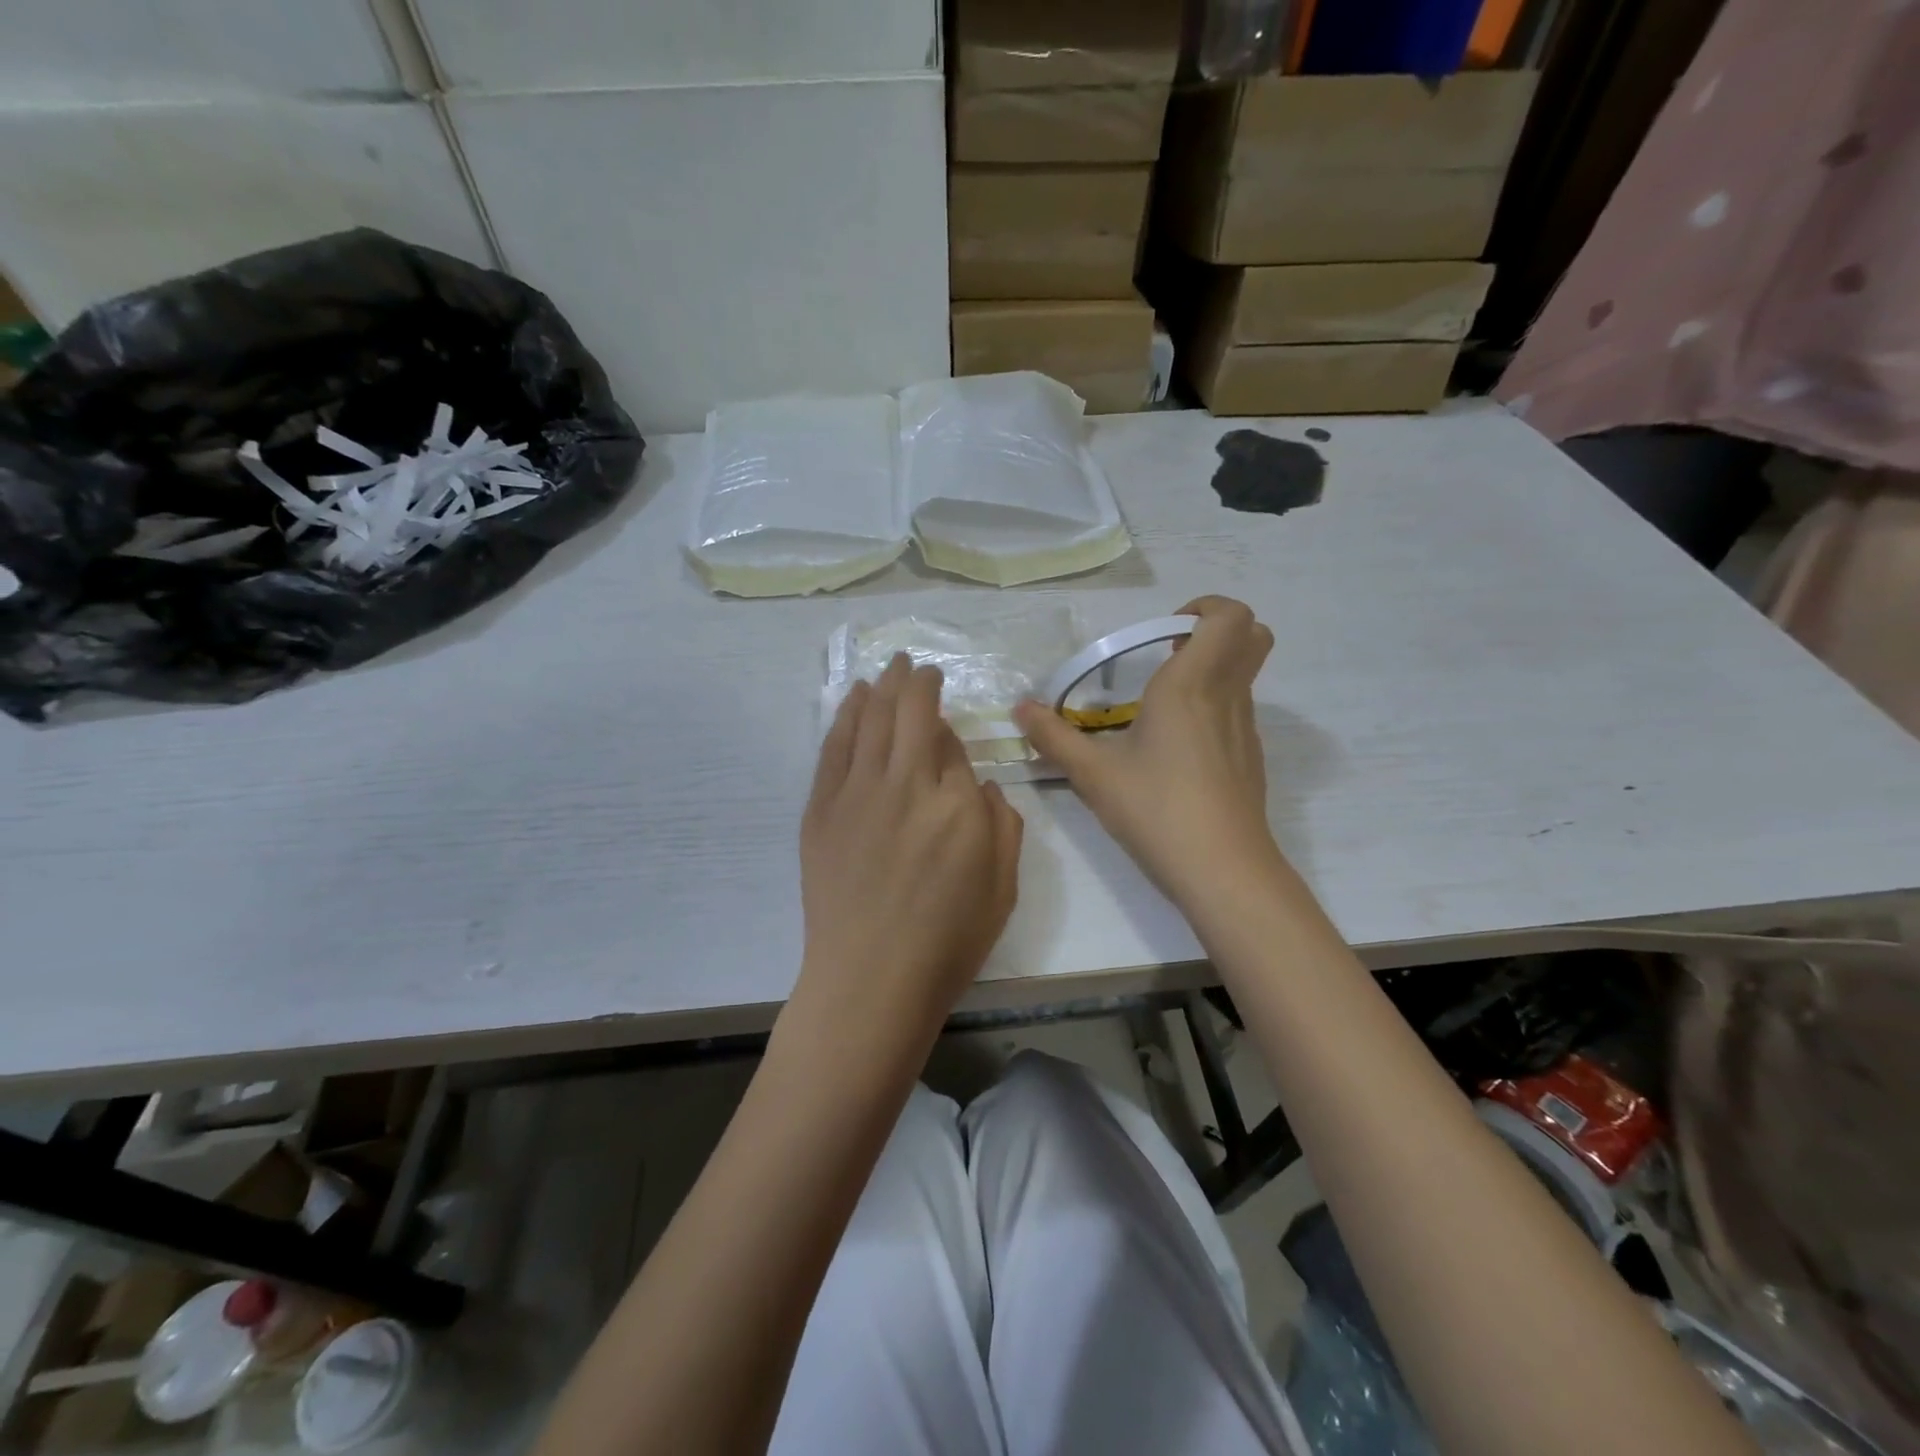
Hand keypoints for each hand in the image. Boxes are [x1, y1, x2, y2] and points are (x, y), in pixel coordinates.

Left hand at [796, 653, 1023, 1048]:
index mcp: (958, 805)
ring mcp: (858, 793)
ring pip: (869, 719)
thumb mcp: (1003, 889)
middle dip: (917, 681)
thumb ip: (1003, 826)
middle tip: (918, 665)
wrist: (869, 981)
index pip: (953, 746)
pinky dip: (845, 715)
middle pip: (910, 712)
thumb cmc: (946, 943)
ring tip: (890, 667)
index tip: (948, 734)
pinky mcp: (822, 809)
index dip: (951, 733)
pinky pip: (834, 747)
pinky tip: (853, 698)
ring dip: (882, 686)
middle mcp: (907, 785)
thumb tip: (980, 784)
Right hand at [1014, 596, 1279, 903]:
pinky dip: (1212, 707)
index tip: (1164, 631)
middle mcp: (1226, 696)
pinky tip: (1174, 751)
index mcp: (1191, 685)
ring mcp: (1244, 728)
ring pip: (1244, 675)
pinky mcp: (1249, 759)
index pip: (1230, 616)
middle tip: (1170, 653)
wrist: (1223, 871)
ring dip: (1211, 670)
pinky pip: (1237, 711)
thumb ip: (1053, 737)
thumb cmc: (1156, 810)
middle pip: (1252, 635)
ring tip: (1159, 707)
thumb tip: (1020, 709)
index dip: (1206, 607)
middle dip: (1217, 630)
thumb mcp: (1093, 774)